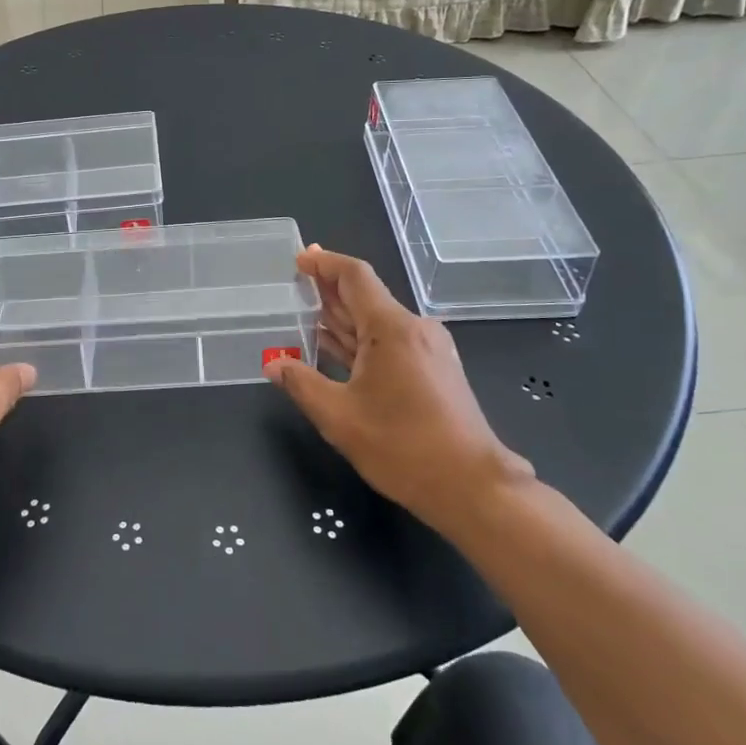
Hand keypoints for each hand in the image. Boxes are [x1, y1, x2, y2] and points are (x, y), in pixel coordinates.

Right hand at [265, 247, 531, 525]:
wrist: (472, 487)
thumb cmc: (403, 447)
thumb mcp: (338, 417)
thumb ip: (301, 384)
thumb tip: (273, 364)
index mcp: (391, 328)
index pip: (354, 276)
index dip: (324, 263)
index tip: (299, 258)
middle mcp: (414, 328)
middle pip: (366, 295)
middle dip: (328, 288)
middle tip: (294, 283)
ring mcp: (429, 349)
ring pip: (377, 321)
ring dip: (343, 317)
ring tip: (306, 314)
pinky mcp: (435, 370)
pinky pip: (390, 342)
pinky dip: (360, 340)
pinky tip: (337, 350)